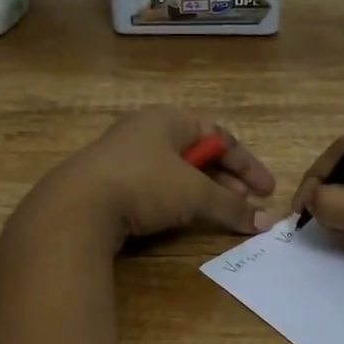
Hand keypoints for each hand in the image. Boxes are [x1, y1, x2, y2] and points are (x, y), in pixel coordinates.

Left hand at [37, 107, 276, 247]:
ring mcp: (123, 158)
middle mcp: (145, 132)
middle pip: (197, 154)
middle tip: (246, 205)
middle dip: (225, 181)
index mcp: (167, 120)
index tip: (266, 190)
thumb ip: (231, 207)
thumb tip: (266, 223)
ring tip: (220, 215)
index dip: (246, 163)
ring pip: (175, 173)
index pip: (219, 135)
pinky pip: (153, 189)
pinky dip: (175, 203)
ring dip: (202, 194)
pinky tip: (183, 220)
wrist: (77, 207)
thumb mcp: (194, 194)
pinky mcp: (108, 184)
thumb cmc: (144, 184)